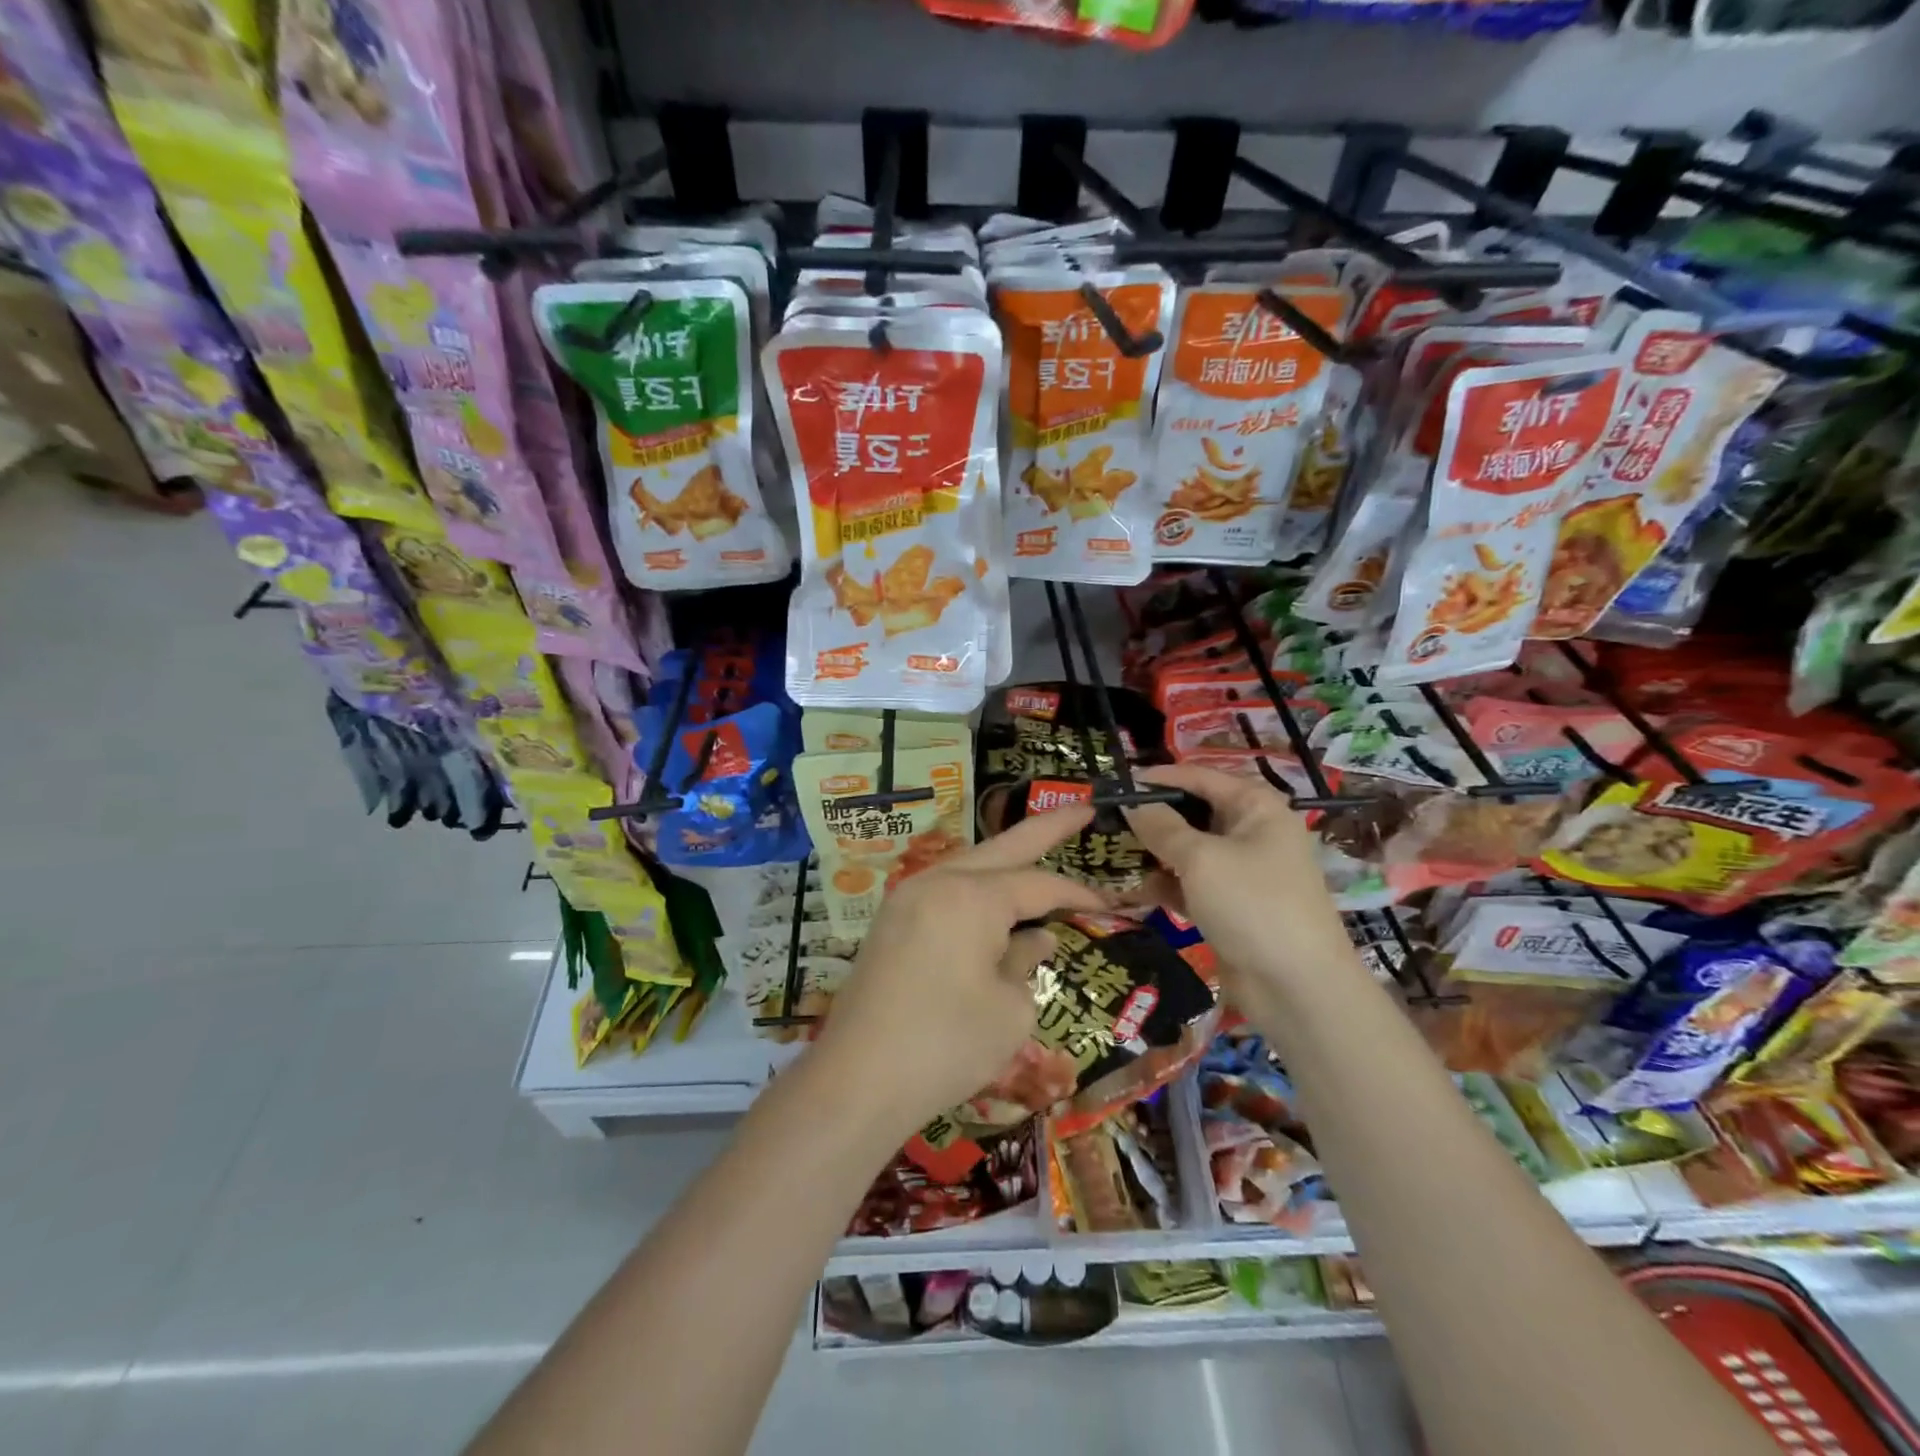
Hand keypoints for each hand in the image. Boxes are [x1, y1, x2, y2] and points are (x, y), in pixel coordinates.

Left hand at [809, 805, 1106, 1134]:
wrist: (858, 1079)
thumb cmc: (946, 1045)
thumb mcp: (1010, 1010)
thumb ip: (1026, 964)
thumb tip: (1033, 940)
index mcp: (973, 897)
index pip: (1039, 885)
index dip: (1077, 893)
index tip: (1110, 903)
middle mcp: (938, 883)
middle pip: (1002, 847)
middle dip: (1045, 828)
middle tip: (1082, 808)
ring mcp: (907, 899)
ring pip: (968, 865)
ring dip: (1005, 857)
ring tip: (1038, 848)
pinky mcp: (890, 923)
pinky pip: (944, 890)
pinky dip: (975, 888)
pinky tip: (991, 898)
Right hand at [1122, 763, 1357, 999]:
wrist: (1298, 987)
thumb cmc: (1252, 904)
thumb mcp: (1200, 859)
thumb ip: (1161, 827)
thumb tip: (1131, 803)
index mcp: (1255, 807)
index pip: (1200, 777)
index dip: (1159, 778)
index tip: (1117, 783)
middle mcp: (1250, 832)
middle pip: (1193, 813)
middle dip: (1153, 817)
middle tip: (1108, 820)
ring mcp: (1241, 872)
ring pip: (1188, 851)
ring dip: (1154, 853)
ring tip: (1110, 853)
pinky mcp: (1230, 906)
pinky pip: (1190, 884)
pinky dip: (1165, 884)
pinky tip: (1131, 890)